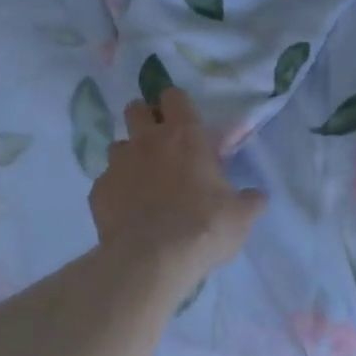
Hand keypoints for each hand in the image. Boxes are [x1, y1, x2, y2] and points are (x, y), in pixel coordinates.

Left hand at [91, 88, 266, 282]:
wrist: (152, 260)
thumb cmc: (204, 227)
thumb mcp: (241, 216)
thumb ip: (249, 200)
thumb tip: (257, 196)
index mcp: (185, 136)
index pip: (174, 96)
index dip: (176, 104)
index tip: (183, 119)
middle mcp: (148, 140)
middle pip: (136, 108)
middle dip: (146, 119)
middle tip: (160, 142)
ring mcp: (118, 164)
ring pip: (118, 145)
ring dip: (130, 155)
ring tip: (143, 180)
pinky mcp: (98, 191)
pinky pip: (106, 181)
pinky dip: (116, 190)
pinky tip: (127, 211)